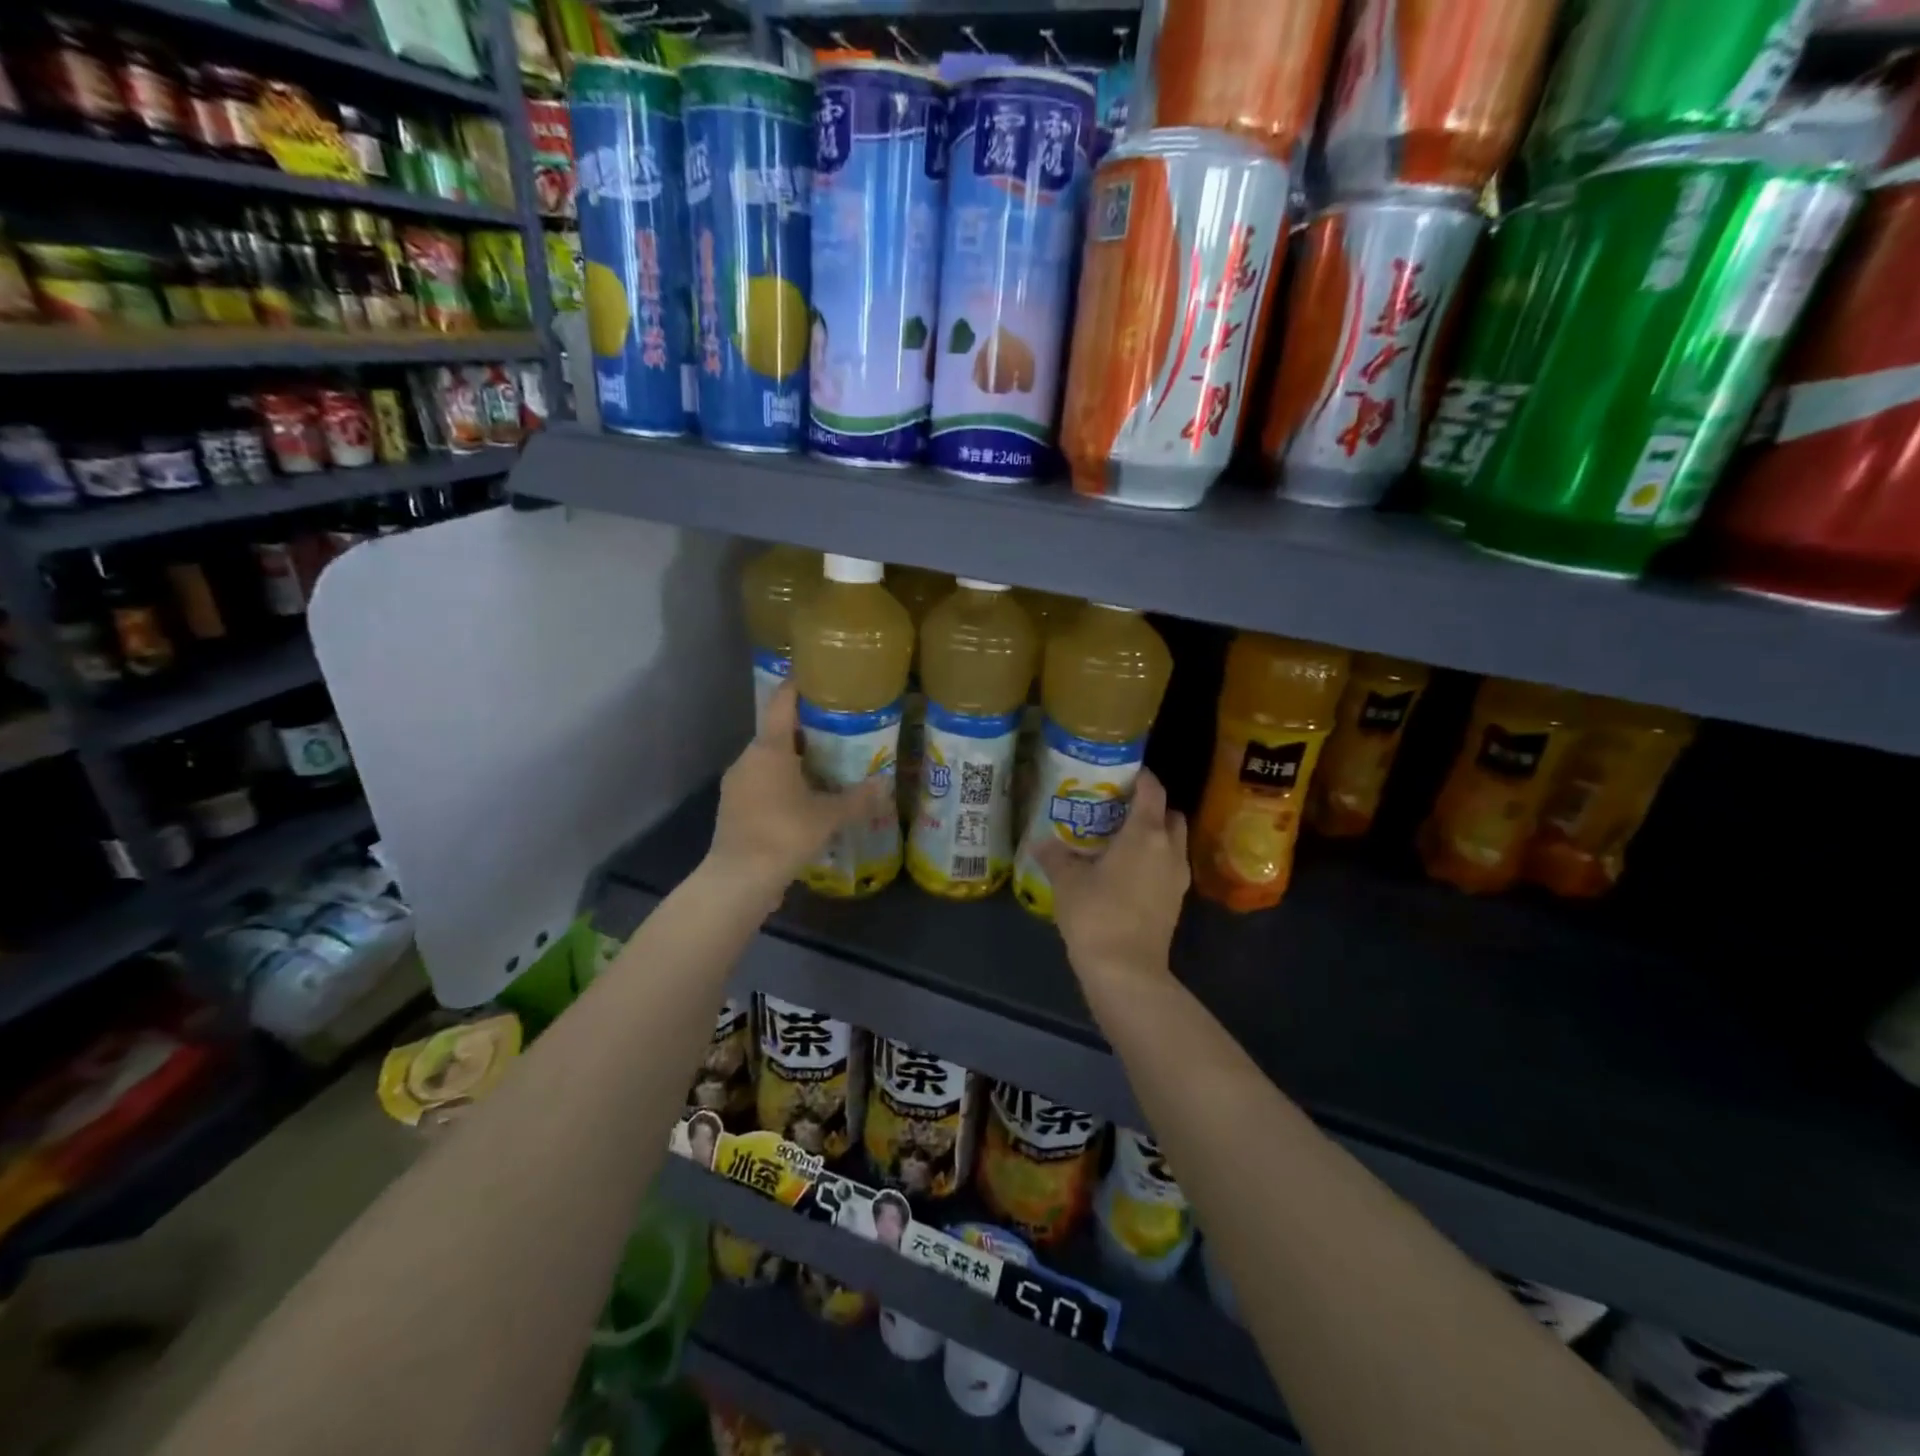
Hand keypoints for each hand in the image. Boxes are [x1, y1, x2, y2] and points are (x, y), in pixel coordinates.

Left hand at [705, 683, 889, 904]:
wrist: (738, 879)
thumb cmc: (784, 835)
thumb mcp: (828, 817)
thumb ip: (857, 799)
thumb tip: (884, 785)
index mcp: (769, 749)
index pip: (782, 703)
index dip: (798, 687)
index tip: (816, 677)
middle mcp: (748, 759)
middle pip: (777, 733)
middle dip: (805, 731)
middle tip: (837, 732)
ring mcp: (736, 784)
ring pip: (767, 761)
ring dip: (792, 761)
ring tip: (823, 768)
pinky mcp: (732, 808)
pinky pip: (760, 784)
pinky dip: (780, 785)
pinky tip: (801, 801)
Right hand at [1033, 769, 1188, 995]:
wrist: (1126, 971)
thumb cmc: (1096, 914)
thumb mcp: (1067, 881)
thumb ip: (1055, 856)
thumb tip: (1039, 842)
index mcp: (1146, 834)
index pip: (1153, 790)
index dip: (1140, 777)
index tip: (1121, 773)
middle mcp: (1170, 849)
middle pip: (1170, 814)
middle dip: (1150, 807)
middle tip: (1118, 808)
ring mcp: (1177, 877)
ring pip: (1173, 842)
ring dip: (1154, 835)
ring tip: (1119, 839)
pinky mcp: (1176, 901)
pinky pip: (1169, 866)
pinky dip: (1154, 859)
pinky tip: (1125, 871)